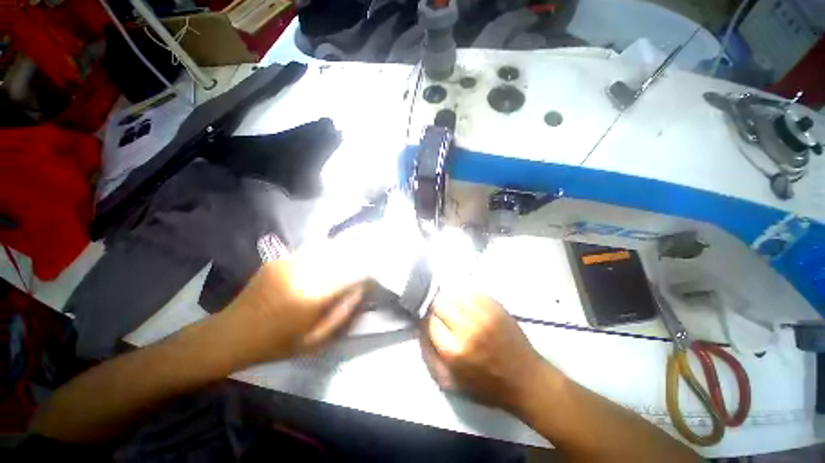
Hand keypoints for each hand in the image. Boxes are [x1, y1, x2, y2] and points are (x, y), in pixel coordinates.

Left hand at [223, 239, 369, 364]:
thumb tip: (360, 290)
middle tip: (369, 257)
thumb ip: (343, 314)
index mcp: (313, 296)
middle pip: (341, 256)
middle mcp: (304, 273)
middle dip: (359, 255)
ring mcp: (290, 262)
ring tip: (356, 249)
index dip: (366, 274)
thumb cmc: (277, 344)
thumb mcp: (315, 341)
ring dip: (344, 249)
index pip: (351, 276)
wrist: (232, 334)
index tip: (374, 276)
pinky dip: (327, 250)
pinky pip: (312, 250)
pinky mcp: (281, 259)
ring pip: (327, 249)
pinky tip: (332, 254)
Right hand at [421, 291, 551, 412]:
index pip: (429, 320)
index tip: (433, 323)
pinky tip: (467, 305)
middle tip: (444, 316)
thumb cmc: (486, 386)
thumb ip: (428, 355)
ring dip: (449, 300)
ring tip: (455, 309)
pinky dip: (464, 296)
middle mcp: (466, 327)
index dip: (428, 321)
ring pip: (452, 293)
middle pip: (438, 303)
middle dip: (437, 309)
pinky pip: (469, 291)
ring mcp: (482, 313)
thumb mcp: (450, 382)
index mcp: (453, 350)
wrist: (525, 379)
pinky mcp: (494, 304)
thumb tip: (420, 326)